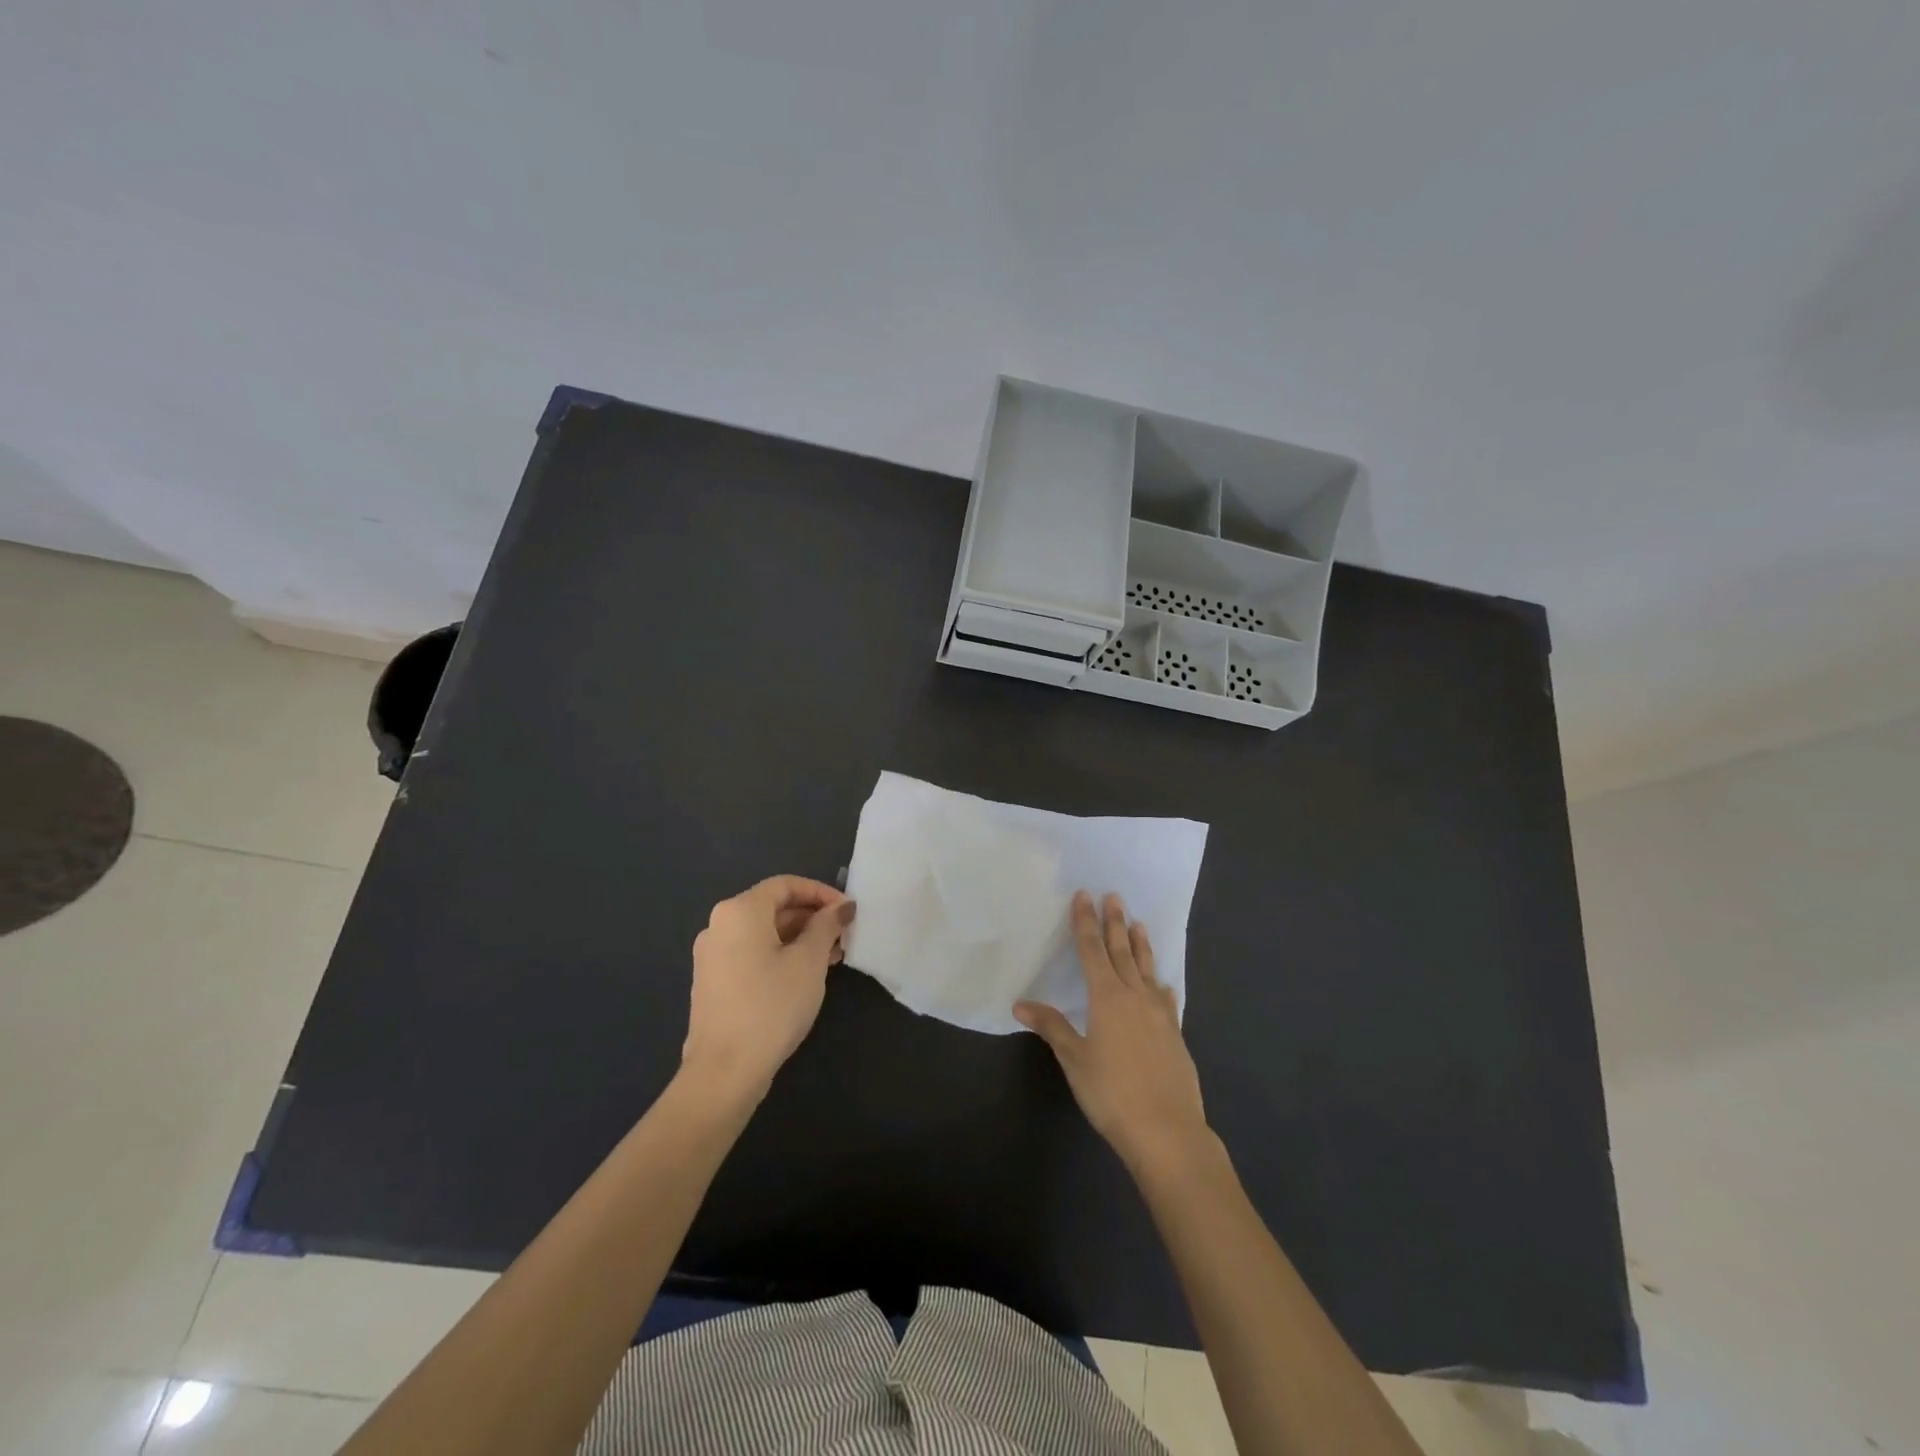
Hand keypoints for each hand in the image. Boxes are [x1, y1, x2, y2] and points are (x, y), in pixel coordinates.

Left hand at [681, 876, 855, 1104]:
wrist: (725, 1071)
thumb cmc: (771, 1005)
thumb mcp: (809, 960)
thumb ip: (827, 925)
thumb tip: (842, 906)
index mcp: (740, 911)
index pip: (786, 885)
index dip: (822, 893)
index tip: (848, 912)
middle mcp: (719, 925)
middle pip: (773, 907)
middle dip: (812, 918)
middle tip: (844, 936)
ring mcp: (712, 955)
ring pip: (764, 933)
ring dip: (800, 939)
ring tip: (832, 958)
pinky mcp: (713, 982)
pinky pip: (752, 954)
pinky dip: (780, 955)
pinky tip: (805, 976)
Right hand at [1015, 891, 1209, 1174]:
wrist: (1167, 1130)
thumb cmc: (1111, 1093)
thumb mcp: (1075, 1059)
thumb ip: (1052, 1027)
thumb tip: (1020, 1004)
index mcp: (1107, 997)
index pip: (1092, 951)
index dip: (1086, 923)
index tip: (1085, 896)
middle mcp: (1135, 997)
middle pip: (1122, 952)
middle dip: (1115, 923)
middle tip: (1114, 896)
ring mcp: (1159, 1014)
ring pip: (1147, 969)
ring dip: (1141, 945)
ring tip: (1138, 924)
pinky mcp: (1174, 1034)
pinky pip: (1165, 998)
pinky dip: (1161, 984)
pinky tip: (1163, 983)